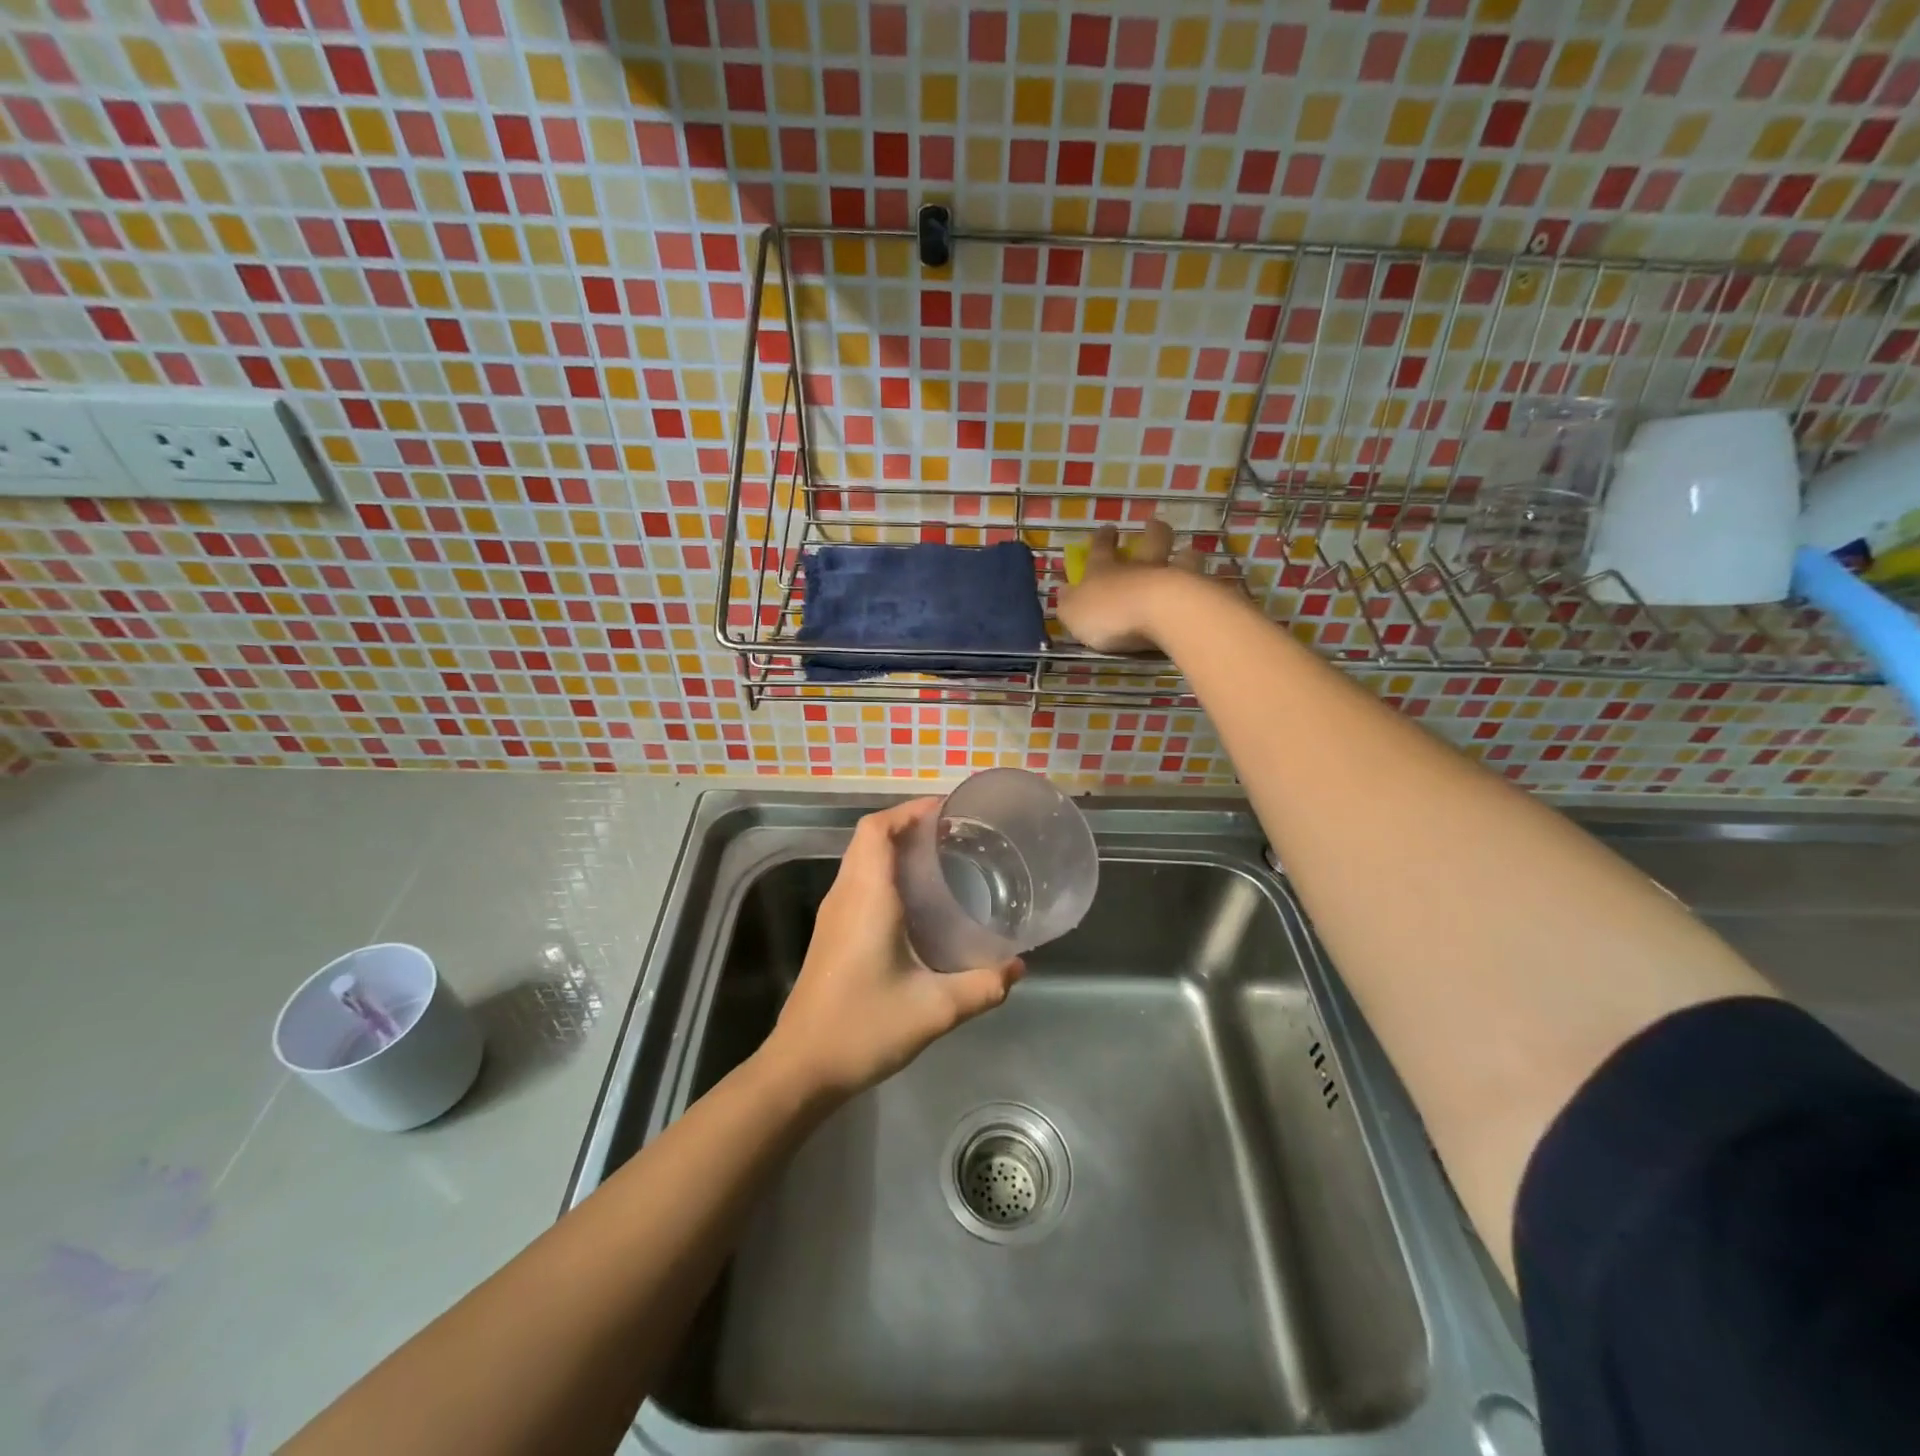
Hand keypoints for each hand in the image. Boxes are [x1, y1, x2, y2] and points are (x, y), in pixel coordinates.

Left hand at [762, 799, 1023, 1099]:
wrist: (802, 1067)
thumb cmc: (864, 1027)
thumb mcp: (934, 1010)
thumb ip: (982, 986)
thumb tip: (1018, 968)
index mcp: (866, 897)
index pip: (878, 829)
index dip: (909, 810)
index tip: (947, 811)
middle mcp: (845, 896)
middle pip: (869, 838)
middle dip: (908, 825)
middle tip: (954, 834)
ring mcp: (833, 915)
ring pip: (861, 859)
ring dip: (895, 848)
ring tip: (941, 859)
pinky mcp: (831, 934)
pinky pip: (858, 882)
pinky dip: (885, 872)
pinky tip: (917, 902)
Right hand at [1057, 519, 1231, 652]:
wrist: (1161, 613)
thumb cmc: (1110, 613)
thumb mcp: (1074, 613)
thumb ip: (1069, 603)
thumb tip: (1063, 590)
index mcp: (1106, 570)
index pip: (1101, 548)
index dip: (1102, 538)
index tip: (1107, 528)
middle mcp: (1140, 567)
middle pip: (1151, 541)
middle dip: (1152, 531)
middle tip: (1153, 524)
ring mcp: (1173, 576)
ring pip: (1183, 557)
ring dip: (1185, 555)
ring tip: (1188, 553)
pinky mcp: (1198, 593)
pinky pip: (1202, 584)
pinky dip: (1203, 584)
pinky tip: (1208, 588)